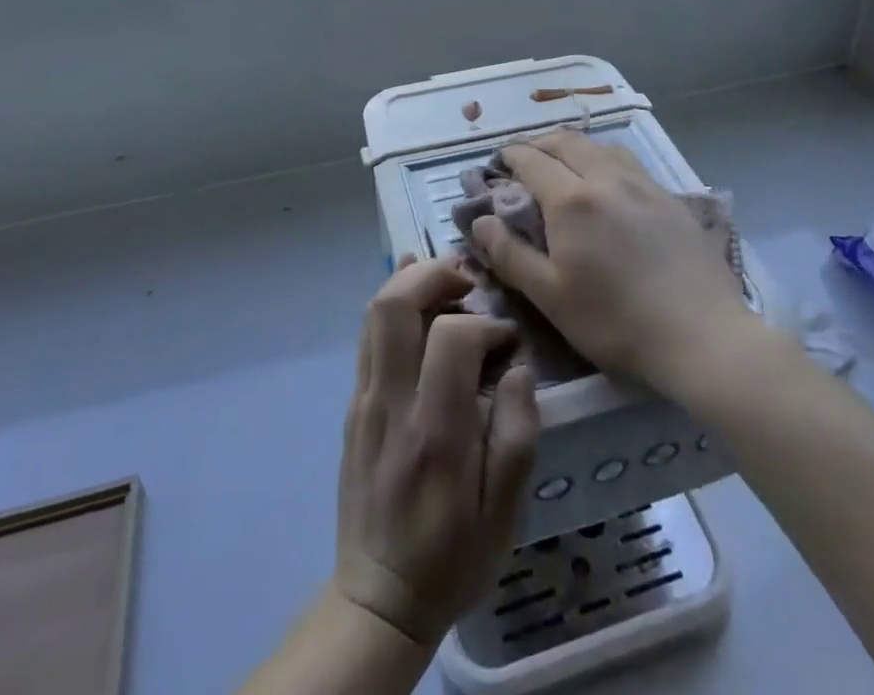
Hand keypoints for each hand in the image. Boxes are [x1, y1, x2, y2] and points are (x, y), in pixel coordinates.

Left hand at [335, 255, 540, 647]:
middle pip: (395, 305)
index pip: (452, 338)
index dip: (486, 324)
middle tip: (470, 281)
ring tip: (448, 281)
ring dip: (411, 281)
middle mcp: (391, 404)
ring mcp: (365, 400)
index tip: (508, 342)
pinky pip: (369, 336)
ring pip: (375, 312)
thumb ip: (516, 436)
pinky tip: (419, 295)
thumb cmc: (451, 558)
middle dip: (434, 275)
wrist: (378, 598)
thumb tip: (518, 369)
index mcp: (434, 432)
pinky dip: (394, 304)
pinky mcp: (355, 404)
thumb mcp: (504, 515)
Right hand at [469, 131, 754, 394]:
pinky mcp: (670, 197)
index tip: (496, 163)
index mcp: (571, 199)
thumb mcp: (550, 296)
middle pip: (566, 141)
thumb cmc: (616, 322)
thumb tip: (478, 221)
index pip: (531, 160)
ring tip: (564, 166)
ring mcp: (643, 184)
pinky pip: (628, 162)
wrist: (703, 335)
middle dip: (539, 144)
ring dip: (573, 147)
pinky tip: (608, 184)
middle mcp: (606, 178)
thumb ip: (510, 254)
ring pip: (600, 146)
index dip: (509, 156)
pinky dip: (604, 159)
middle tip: (524, 161)